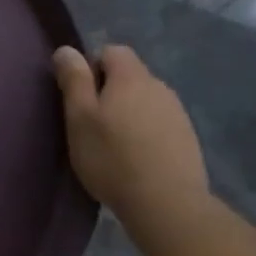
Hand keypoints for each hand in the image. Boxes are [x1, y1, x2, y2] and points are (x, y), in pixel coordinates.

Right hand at [52, 44, 209, 228]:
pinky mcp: (188, 140)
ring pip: (145, 101)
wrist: (168, 205)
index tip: (81, 98)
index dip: (92, 68)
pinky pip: (160, 124)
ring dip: (130, 113)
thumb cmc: (113, 157)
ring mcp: (178, 114)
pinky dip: (147, 134)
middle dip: (110, 92)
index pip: (111, 51)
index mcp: (131, 76)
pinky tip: (138, 160)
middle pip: (129, 76)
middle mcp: (159, 86)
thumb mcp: (79, 116)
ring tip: (115, 146)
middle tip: (93, 124)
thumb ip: (74, 79)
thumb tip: (67, 49)